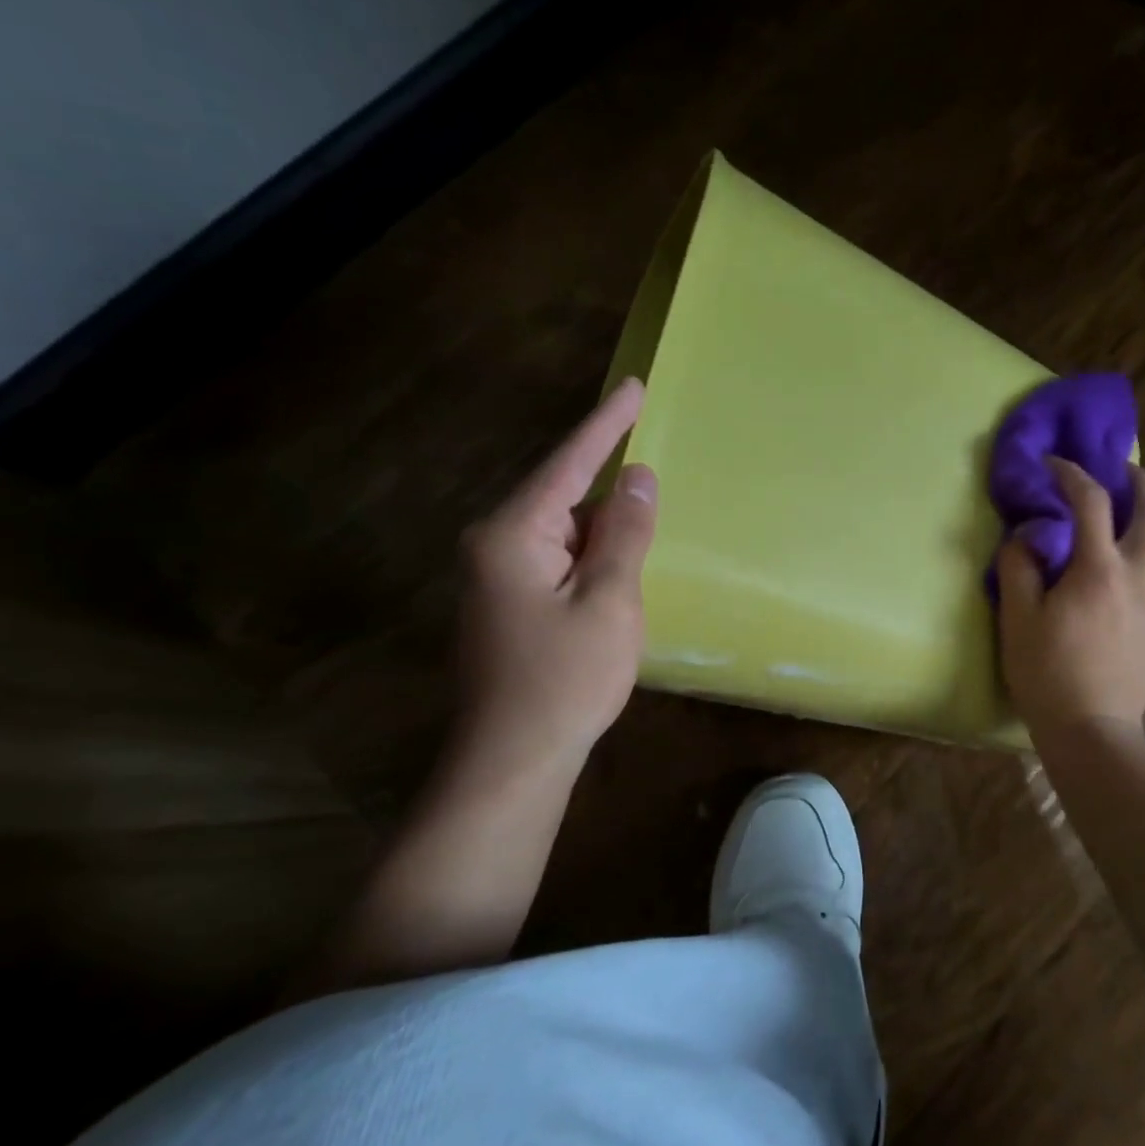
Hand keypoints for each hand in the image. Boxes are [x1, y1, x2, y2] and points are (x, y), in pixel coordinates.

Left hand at [455, 377, 656, 770]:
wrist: (513, 759)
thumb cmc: (567, 679)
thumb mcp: (610, 601)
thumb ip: (625, 534)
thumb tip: (638, 477)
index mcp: (513, 535)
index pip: (568, 464)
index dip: (605, 425)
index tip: (634, 386)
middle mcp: (494, 545)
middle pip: (563, 496)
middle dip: (608, 486)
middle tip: (651, 471)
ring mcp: (496, 577)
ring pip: (563, 532)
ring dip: (604, 532)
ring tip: (643, 533)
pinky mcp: (507, 604)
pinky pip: (557, 560)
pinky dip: (592, 558)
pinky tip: (617, 574)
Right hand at [995, 456, 1144, 747]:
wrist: (1092, 728)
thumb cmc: (1047, 673)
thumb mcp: (1017, 618)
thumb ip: (1018, 567)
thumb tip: (1025, 534)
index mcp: (1099, 568)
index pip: (1091, 500)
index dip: (1070, 473)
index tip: (1053, 463)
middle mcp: (1142, 574)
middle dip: (1140, 481)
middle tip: (1121, 472)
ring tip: (1137, 522)